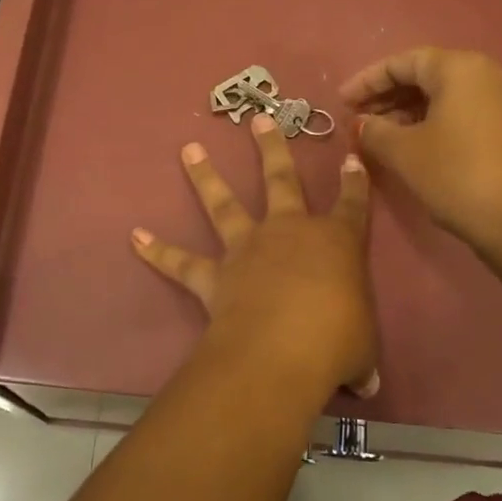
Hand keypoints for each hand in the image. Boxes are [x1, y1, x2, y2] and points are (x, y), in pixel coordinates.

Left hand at [132, 113, 378, 397]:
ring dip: (205, 176)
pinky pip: (181, 262)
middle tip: (258, 118)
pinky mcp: (214, 276)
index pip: (352, 204)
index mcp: (336, 242)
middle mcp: (289, 232)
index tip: (352, 158)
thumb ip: (360, 355)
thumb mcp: (362, 349)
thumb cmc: (336, 341)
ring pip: (224, 204)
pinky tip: (135, 237)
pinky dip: (157, 250)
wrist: (280, 352)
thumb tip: (366, 382)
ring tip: (188, 149)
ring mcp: (247, 249)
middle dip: (271, 147)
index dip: (355, 182)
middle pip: (281, 179)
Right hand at [340, 47, 501, 254]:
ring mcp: (500, 101)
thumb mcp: (403, 150)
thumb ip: (374, 130)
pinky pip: (459, 112)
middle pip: (424, 75)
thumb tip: (360, 123)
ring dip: (405, 112)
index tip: (341, 102)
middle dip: (386, 96)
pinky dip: (430, 122)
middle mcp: (484, 74)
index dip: (367, 81)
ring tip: (377, 135)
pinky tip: (409, 145)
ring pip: (442, 96)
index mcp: (458, 68)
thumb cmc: (454, 173)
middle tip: (356, 119)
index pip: (402, 62)